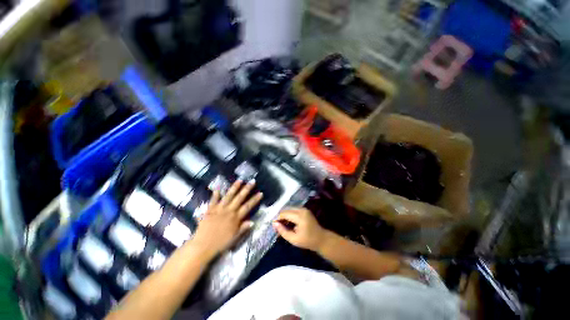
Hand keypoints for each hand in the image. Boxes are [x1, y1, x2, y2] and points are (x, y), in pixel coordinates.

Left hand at [190, 180, 262, 257]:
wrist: (202, 246)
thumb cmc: (220, 243)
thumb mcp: (234, 238)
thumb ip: (243, 228)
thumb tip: (252, 221)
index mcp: (235, 218)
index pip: (248, 206)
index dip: (255, 199)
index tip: (260, 193)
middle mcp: (229, 211)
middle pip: (239, 198)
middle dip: (247, 189)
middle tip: (252, 181)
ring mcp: (219, 209)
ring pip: (228, 196)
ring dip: (234, 187)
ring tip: (240, 180)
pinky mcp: (209, 210)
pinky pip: (213, 200)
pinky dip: (215, 194)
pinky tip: (218, 187)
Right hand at [273, 208, 327, 251]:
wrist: (321, 239)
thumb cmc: (308, 241)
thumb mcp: (294, 239)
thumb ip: (283, 231)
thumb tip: (274, 224)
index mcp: (300, 216)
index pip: (284, 213)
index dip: (278, 219)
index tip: (274, 226)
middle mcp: (301, 209)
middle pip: (286, 210)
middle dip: (281, 217)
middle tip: (278, 227)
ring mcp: (304, 209)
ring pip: (289, 210)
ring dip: (285, 216)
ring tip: (283, 226)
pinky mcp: (305, 210)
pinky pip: (294, 210)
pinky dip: (290, 216)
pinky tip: (289, 223)